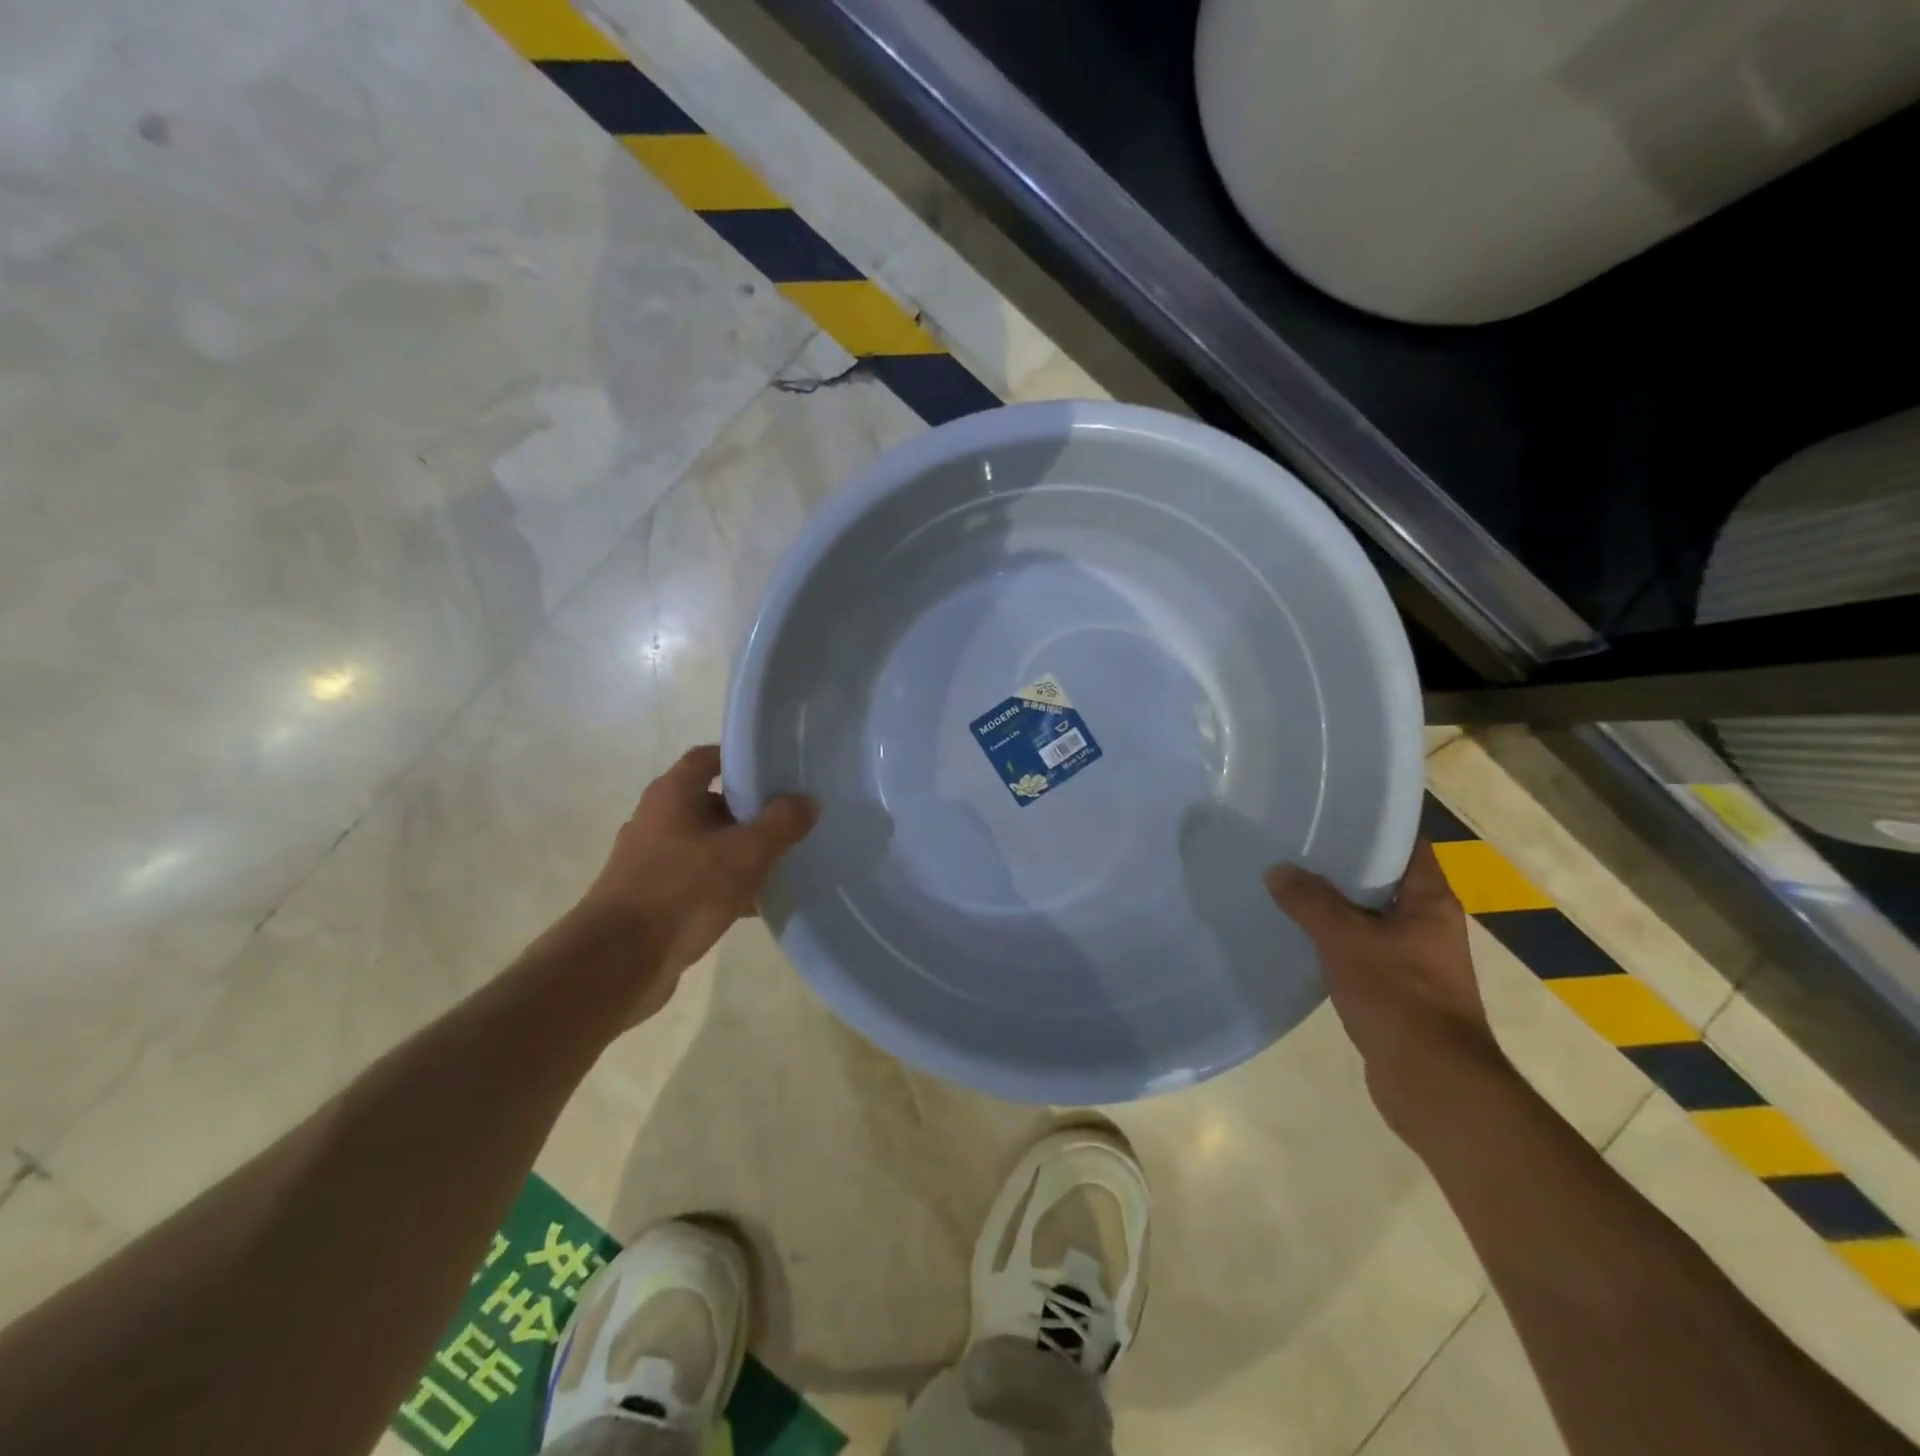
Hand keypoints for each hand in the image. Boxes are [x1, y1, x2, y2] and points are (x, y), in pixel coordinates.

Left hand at [577, 745, 816, 1024]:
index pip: (708, 757)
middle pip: (712, 802)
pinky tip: (758, 904)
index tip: (778, 769)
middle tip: (792, 818)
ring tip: (784, 862)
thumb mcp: (744, 853)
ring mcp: (653, 861)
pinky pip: (700, 881)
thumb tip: (809, 800)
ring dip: (742, 853)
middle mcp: (658, 820)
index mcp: (672, 795)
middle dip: (751, 811)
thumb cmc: (681, 892)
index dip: (742, 758)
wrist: (617, 963)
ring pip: (709, 845)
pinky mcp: (654, 898)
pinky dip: (728, 887)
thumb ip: (781, 822)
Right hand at [1265, 840, 1506, 1137]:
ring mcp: (1415, 958)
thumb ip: (1310, 902)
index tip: (1331, 811)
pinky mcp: (1397, 988)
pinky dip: (1334, 938)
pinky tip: (1298, 934)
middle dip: (1342, 864)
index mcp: (1431, 901)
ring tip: (1287, 882)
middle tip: (1295, 843)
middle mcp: (1429, 923)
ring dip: (1334, 904)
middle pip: (1383, 879)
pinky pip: (1361, 948)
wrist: (1432, 1082)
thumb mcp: (1346, 940)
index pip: (1407, 845)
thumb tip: (1277, 870)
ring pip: (1369, 916)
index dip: (1374, 824)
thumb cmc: (1398, 996)